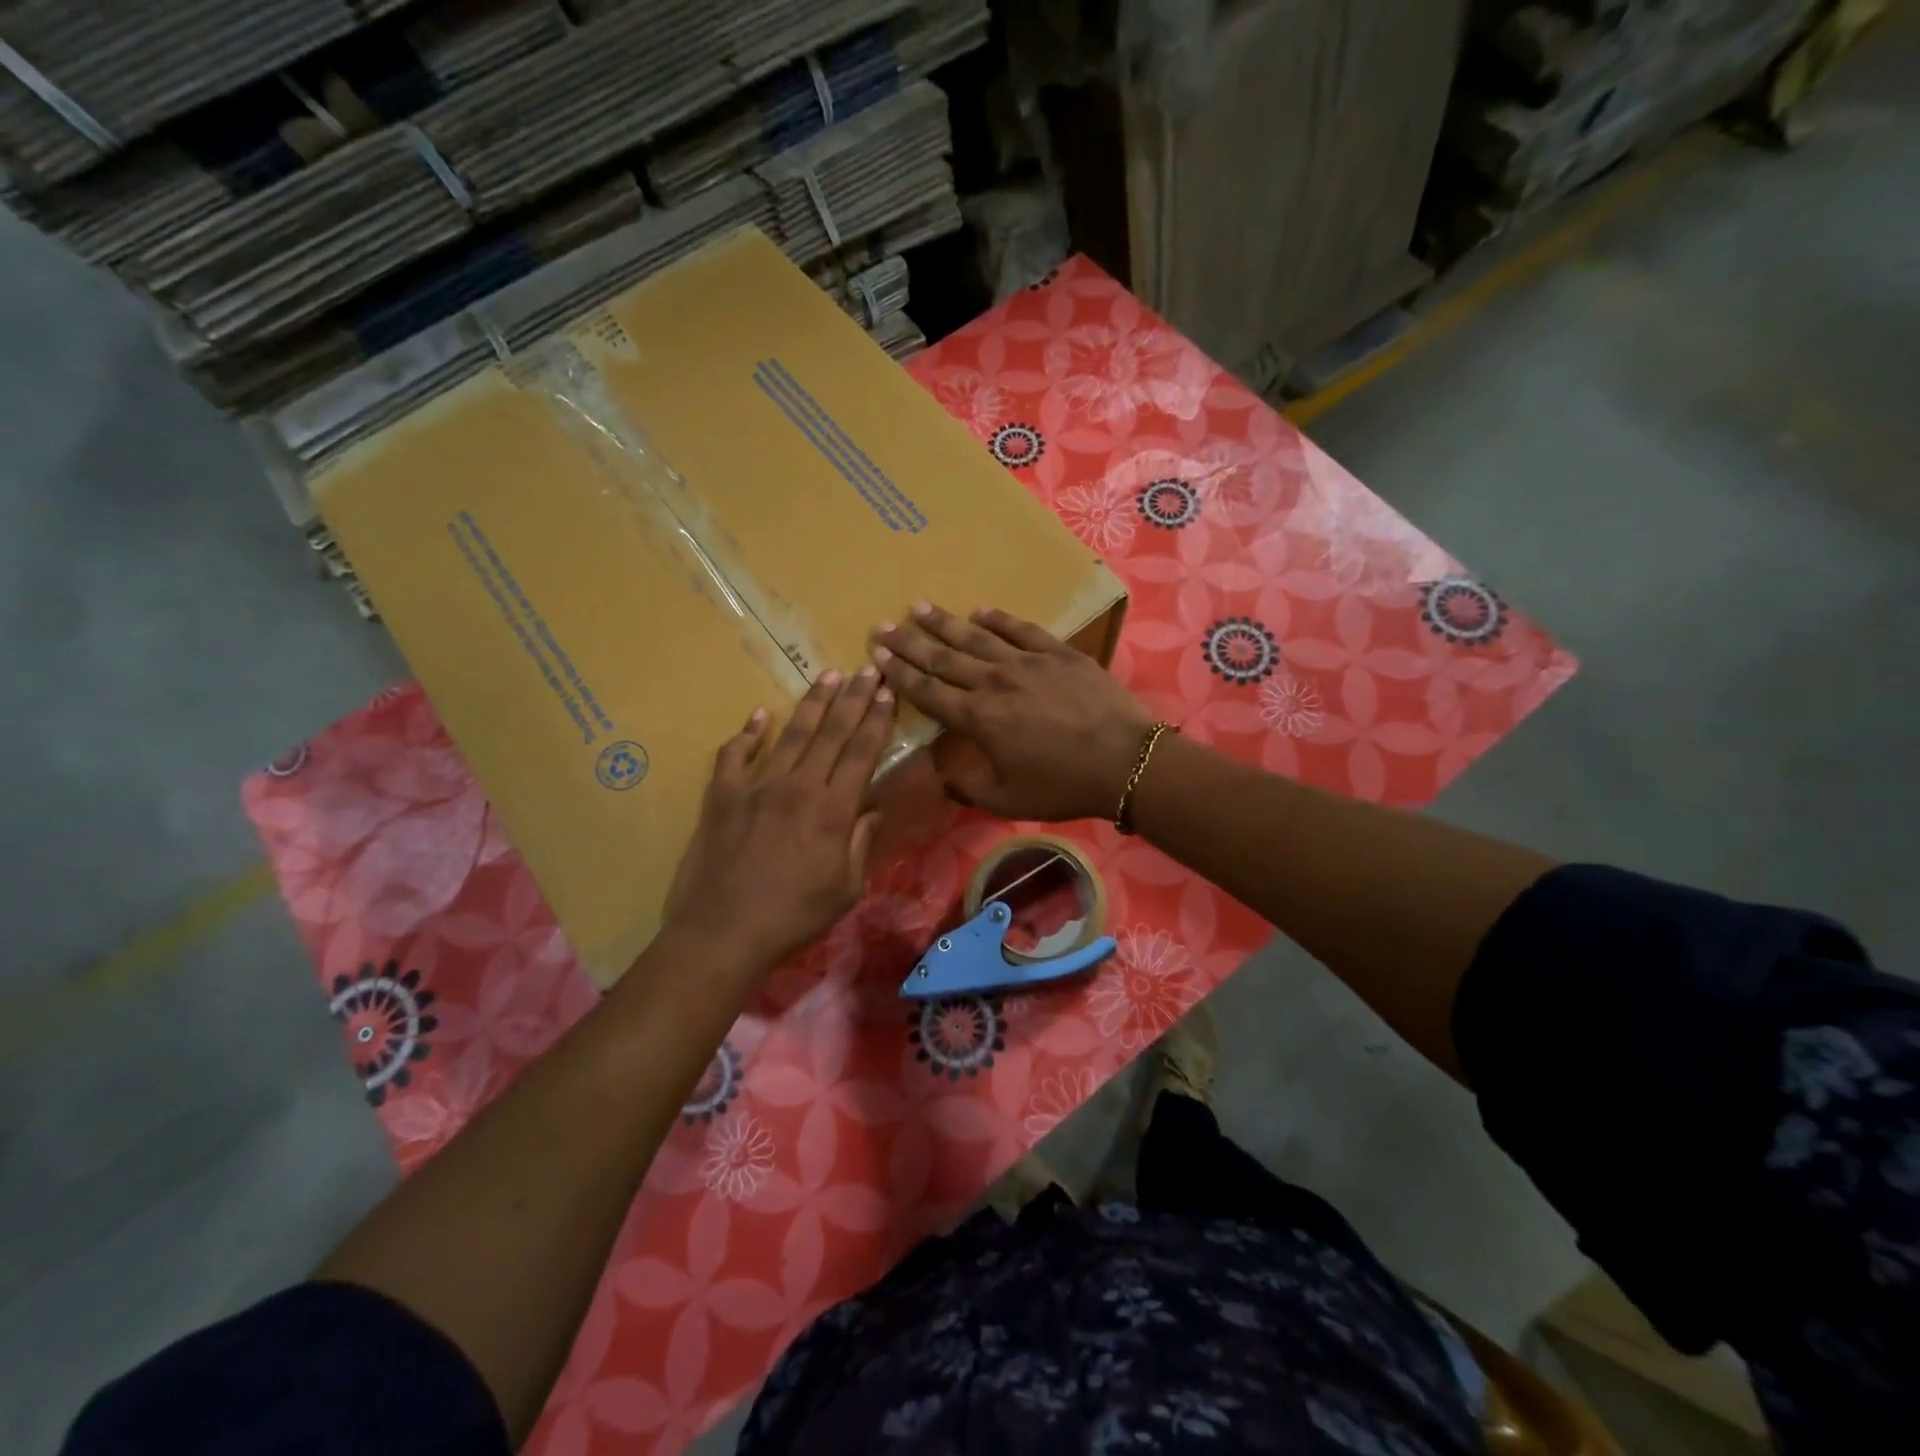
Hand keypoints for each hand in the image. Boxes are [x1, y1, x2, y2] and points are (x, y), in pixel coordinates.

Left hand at [663, 667, 894, 971]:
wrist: (722, 933)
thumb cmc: (793, 917)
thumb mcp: (845, 889)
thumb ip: (861, 844)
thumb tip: (873, 809)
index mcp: (832, 810)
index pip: (861, 752)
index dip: (877, 720)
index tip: (888, 692)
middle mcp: (797, 787)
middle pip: (831, 732)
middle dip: (853, 698)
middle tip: (868, 668)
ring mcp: (756, 787)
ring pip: (790, 734)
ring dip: (812, 704)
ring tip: (828, 676)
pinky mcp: (721, 796)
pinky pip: (734, 755)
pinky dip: (747, 733)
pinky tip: (759, 714)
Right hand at [871, 603, 1153, 821]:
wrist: (1124, 761)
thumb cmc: (1063, 785)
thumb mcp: (1008, 800)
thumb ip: (968, 784)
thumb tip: (941, 770)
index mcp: (978, 719)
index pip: (928, 692)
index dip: (899, 674)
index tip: (877, 657)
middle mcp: (994, 682)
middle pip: (943, 658)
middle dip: (909, 642)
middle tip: (883, 625)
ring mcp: (1027, 662)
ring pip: (976, 637)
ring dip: (944, 623)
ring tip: (919, 607)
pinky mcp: (1058, 653)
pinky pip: (1021, 629)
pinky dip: (999, 619)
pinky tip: (980, 610)